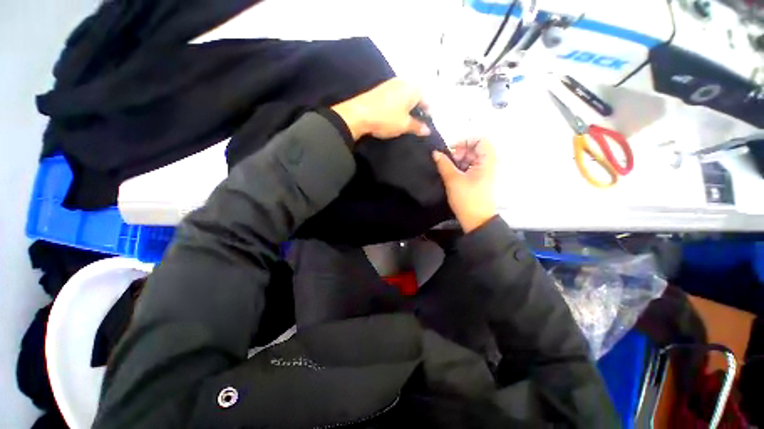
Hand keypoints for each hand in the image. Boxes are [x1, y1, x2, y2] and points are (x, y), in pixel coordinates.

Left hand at [331, 78, 430, 140]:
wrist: (359, 114)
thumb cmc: (386, 118)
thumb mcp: (404, 125)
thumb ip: (417, 127)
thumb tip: (428, 130)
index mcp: (413, 88)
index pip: (426, 99)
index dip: (428, 111)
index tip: (428, 122)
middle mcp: (403, 82)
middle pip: (416, 95)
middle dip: (419, 108)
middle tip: (418, 121)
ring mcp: (390, 84)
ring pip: (405, 95)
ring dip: (408, 106)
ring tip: (407, 119)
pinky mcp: (381, 89)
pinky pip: (396, 96)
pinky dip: (399, 104)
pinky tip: (396, 114)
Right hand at [432, 139, 497, 232]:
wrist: (477, 221)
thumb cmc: (467, 199)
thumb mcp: (453, 180)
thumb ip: (443, 164)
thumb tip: (435, 152)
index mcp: (488, 160)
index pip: (479, 139)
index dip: (463, 141)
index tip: (450, 151)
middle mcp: (489, 163)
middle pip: (474, 148)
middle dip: (458, 152)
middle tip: (447, 163)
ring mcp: (485, 171)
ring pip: (470, 158)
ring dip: (457, 161)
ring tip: (448, 171)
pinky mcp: (480, 179)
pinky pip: (470, 167)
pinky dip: (460, 168)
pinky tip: (452, 176)